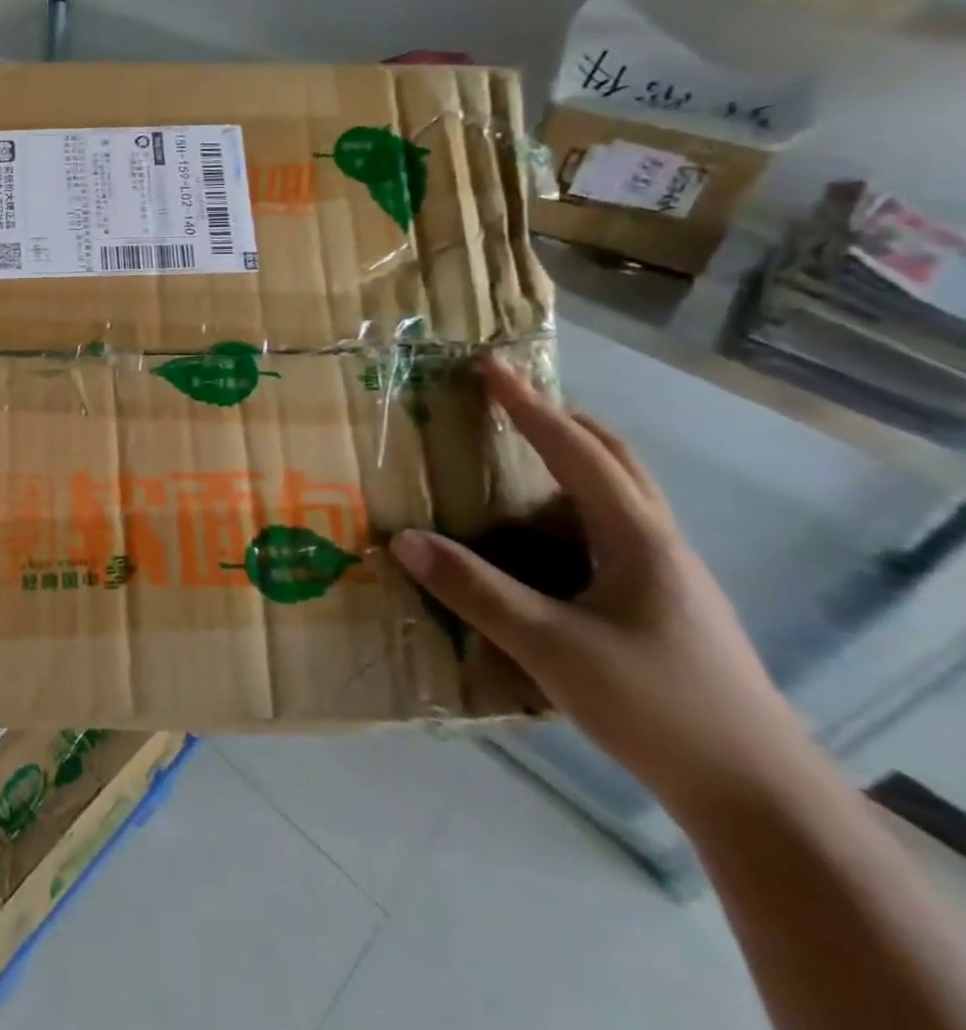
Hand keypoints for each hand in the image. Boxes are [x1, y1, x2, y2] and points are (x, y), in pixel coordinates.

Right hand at [389, 357, 811, 811]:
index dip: (529, 404)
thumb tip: (403, 540)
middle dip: (560, 420)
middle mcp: (656, 542)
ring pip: (615, 496)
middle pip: (613, 459)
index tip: (490, 365)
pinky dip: (567, 511)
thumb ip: (475, 591)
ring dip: (567, 464)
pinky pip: (607, 533)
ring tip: (508, 465)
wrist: (759, 797)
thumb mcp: (552, 647)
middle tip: (507, 402)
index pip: (576, 450)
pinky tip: (535, 545)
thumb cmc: (657, 706)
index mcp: (636, 537)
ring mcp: (665, 575)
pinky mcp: (660, 605)